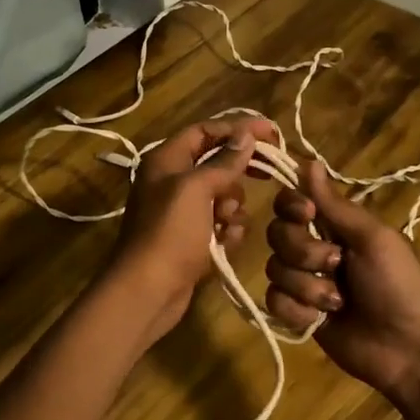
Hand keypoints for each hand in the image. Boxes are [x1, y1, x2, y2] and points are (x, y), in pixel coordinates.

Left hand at [106, 116, 279, 345]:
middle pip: (216, 161)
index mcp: (166, 160)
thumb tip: (246, 135)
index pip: (206, 130)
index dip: (238, 129)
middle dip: (239, 169)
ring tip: (227, 219)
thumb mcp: (197, 189)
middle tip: (269, 171)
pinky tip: (226, 242)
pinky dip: (227, 229)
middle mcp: (172, 180)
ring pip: (222, 194)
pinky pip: (219, 223)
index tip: (271, 133)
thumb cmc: (170, 232)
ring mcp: (181, 211)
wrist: (148, 290)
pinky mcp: (191, 238)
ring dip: (233, 205)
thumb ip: (223, 161)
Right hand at [264, 159, 419, 410]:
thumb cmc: (398, 285)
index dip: (291, 206)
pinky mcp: (297, 314)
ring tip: (337, 302)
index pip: (292, 202)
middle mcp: (314, 249)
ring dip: (306, 286)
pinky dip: (296, 310)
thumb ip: (335, 205)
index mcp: (335, 226)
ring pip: (274, 269)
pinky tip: (319, 320)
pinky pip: (274, 301)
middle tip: (336, 265)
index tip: (307, 215)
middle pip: (277, 234)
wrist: (407, 348)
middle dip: (304, 252)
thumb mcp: (373, 239)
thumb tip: (309, 161)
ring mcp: (304, 283)